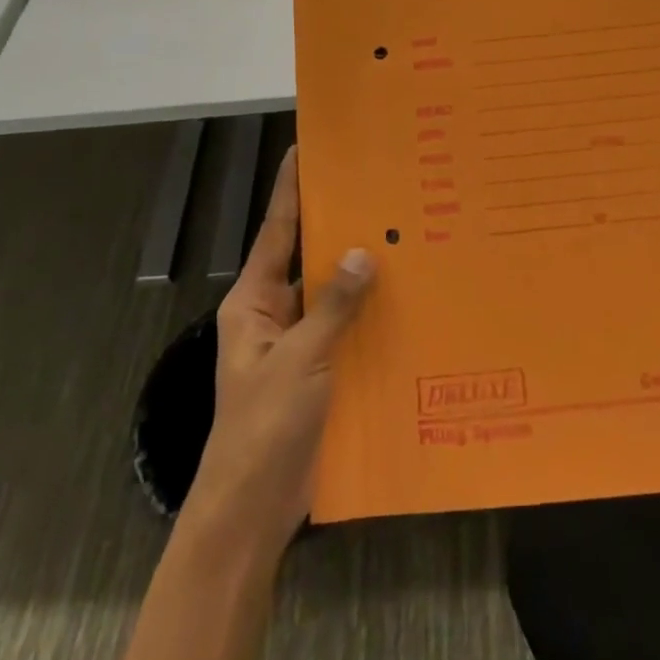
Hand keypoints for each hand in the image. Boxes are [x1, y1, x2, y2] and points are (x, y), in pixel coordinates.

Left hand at [190, 146, 374, 548]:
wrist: (252, 510)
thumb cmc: (263, 426)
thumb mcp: (298, 360)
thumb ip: (333, 306)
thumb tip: (365, 252)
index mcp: (254, 301)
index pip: (275, 231)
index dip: (288, 189)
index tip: (304, 149)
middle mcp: (275, 313)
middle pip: (308, 258)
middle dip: (337, 226)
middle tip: (376, 188)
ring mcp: (298, 344)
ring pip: (332, 294)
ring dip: (361, 273)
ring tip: (403, 234)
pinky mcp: (320, 371)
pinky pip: (348, 329)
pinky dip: (370, 314)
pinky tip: (407, 299)